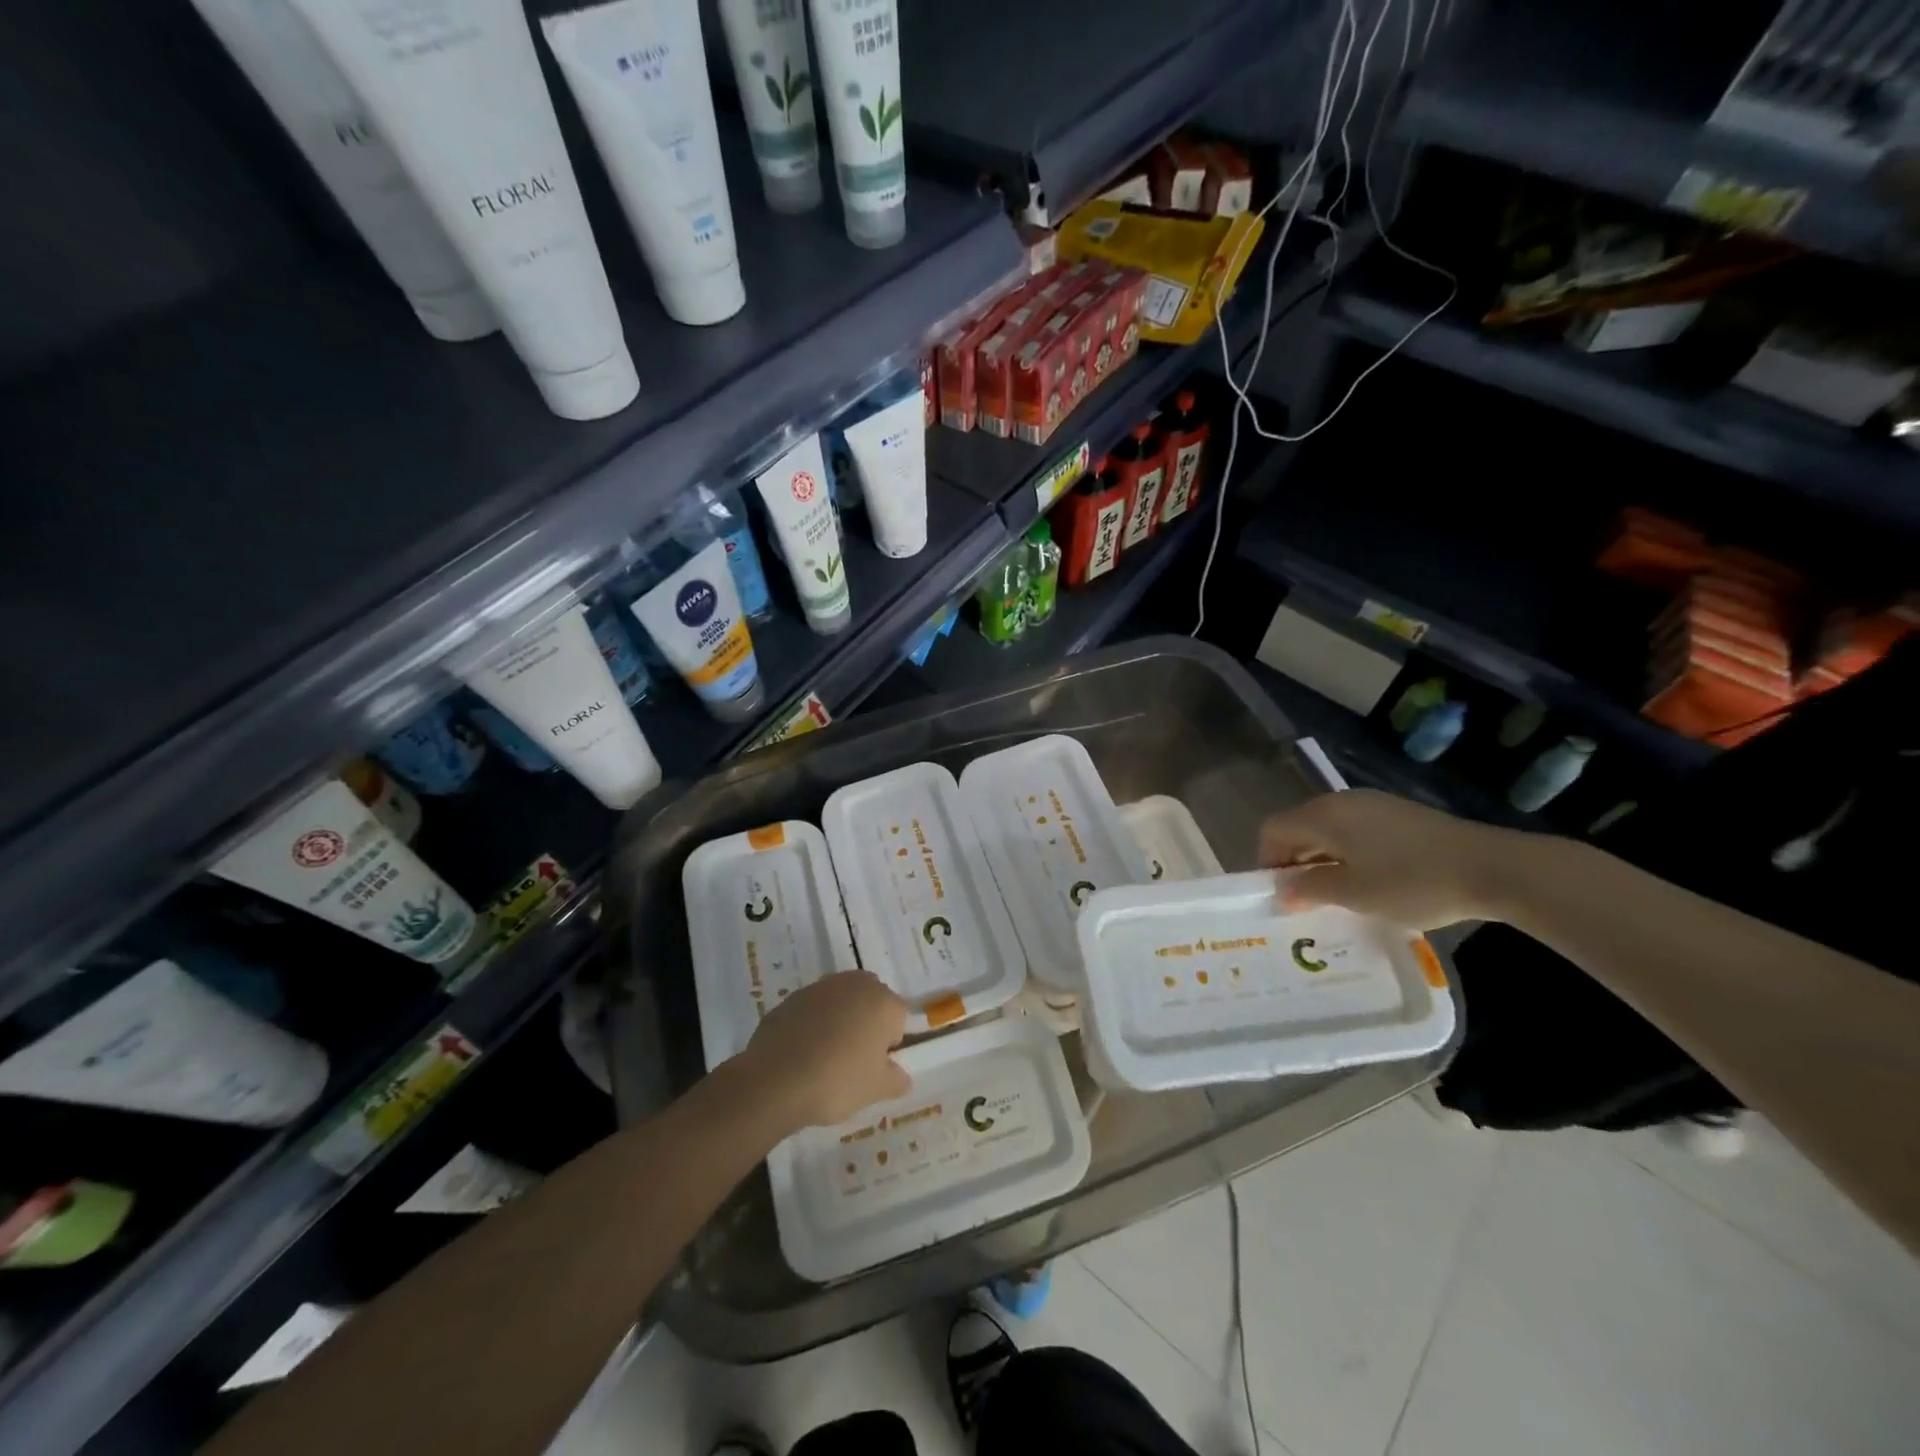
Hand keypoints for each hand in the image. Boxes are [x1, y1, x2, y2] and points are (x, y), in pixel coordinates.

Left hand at [740, 971, 910, 1128]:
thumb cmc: (837, 1081)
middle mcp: (855, 984)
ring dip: (840, 1020)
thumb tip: (900, 1076)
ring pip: (841, 1002)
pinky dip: (813, 1024)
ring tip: (826, 1056)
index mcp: (883, 1001)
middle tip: (855, 1059)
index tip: (875, 1066)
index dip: (889, 1044)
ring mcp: (820, 987)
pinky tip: (802, 1053)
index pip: (898, 1018)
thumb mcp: (877, 1089)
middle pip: (871, 1001)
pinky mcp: (792, 997)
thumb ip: (897, 1080)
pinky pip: (813, 1010)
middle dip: (867, 1023)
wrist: (775, 1080)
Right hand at [1258, 789, 1526, 929]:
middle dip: (1294, 862)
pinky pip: (1354, 831)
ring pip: (1328, 830)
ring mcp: (1374, 805)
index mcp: (1324, 815)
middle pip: (1299, 827)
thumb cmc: (1413, 882)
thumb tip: (1282, 891)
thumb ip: (1310, 889)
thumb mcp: (1355, 894)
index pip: (1273, 830)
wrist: (1493, 868)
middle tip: (1305, 900)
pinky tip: (1369, 881)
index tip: (1281, 895)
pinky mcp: (1399, 815)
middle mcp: (1342, 801)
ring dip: (1322, 860)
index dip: (1267, 861)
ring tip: (1338, 895)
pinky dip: (1348, 854)